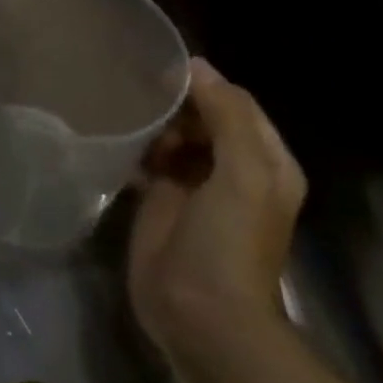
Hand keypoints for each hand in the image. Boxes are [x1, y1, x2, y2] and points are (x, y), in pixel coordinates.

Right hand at [128, 58, 305, 361]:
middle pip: (203, 116)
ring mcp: (195, 185)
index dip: (205, 84)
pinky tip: (118, 141)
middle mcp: (234, 168)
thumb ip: (227, 117)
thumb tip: (197, 66)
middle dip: (175, 102)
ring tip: (127, 114)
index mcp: (265, 161)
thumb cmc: (228, 243)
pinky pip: (149, 158)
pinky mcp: (160, 200)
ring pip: (174, 134)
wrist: (200, 315)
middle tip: (139, 92)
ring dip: (154, 123)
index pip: (236, 103)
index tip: (162, 69)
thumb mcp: (243, 175)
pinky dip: (137, 146)